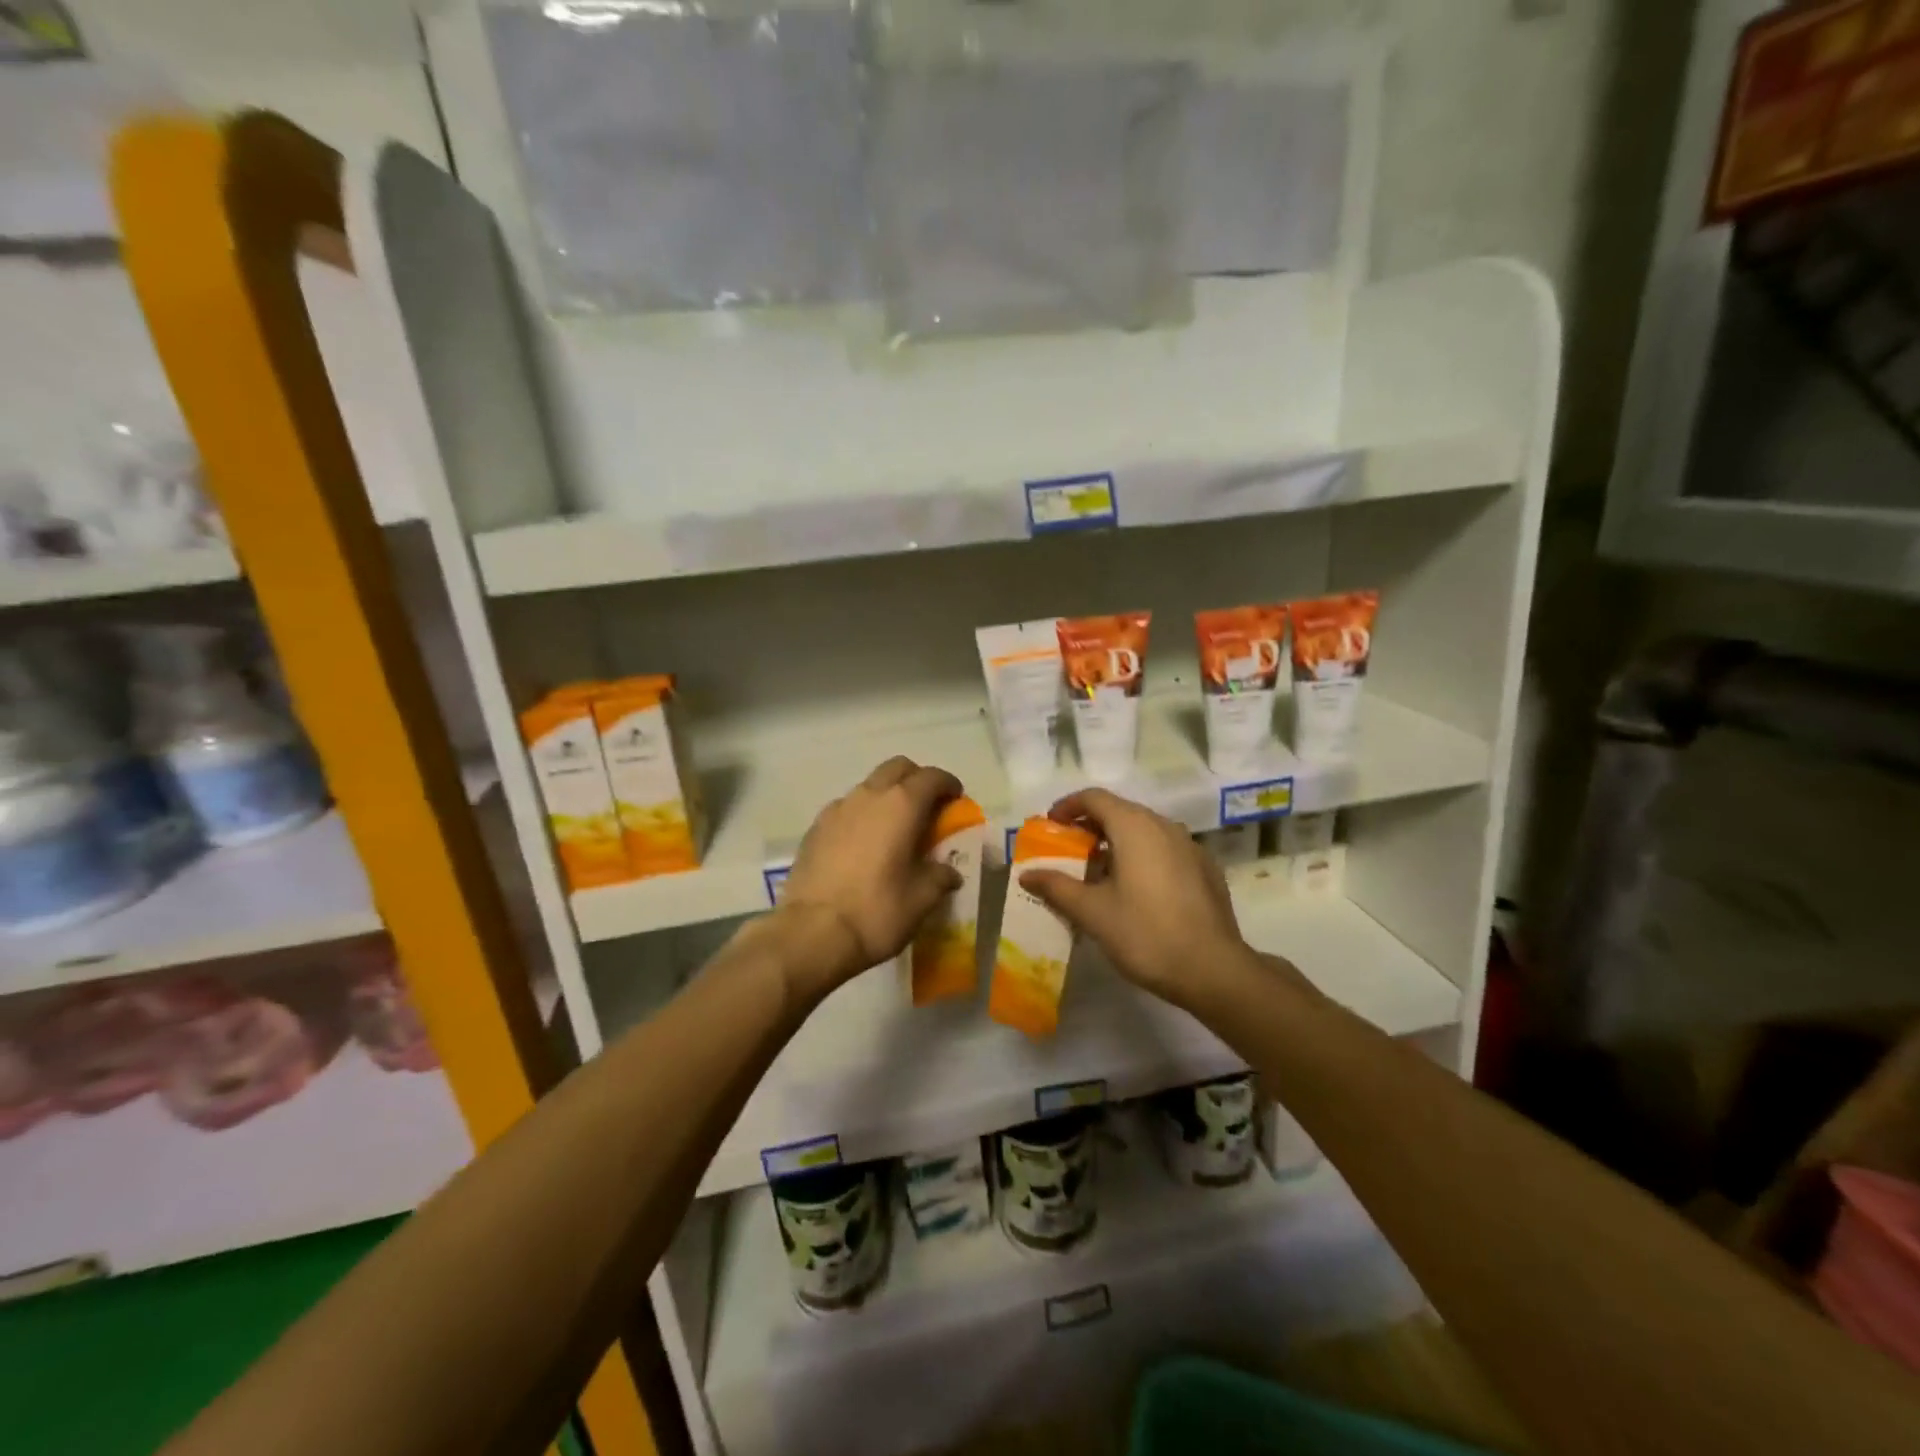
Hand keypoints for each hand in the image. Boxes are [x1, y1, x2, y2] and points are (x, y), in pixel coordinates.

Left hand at [777, 757, 963, 996]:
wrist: (811, 933)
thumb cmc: (877, 912)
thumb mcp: (922, 900)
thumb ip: (940, 877)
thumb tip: (948, 872)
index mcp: (902, 805)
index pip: (932, 777)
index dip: (948, 785)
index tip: (956, 800)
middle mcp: (869, 796)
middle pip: (897, 768)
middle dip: (916, 780)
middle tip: (927, 807)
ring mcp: (837, 809)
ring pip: (869, 786)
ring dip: (887, 796)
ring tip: (894, 828)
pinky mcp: (815, 828)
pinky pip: (846, 808)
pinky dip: (862, 815)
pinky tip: (864, 844)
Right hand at [1019, 789, 1254, 1010]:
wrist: (1213, 969)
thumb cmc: (1145, 933)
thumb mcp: (1092, 912)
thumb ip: (1057, 887)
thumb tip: (1027, 874)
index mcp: (1135, 827)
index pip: (1095, 798)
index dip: (1068, 806)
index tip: (1050, 825)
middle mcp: (1164, 825)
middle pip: (1120, 811)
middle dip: (1090, 826)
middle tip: (1068, 851)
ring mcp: (1189, 846)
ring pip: (1144, 831)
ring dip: (1116, 842)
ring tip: (1097, 873)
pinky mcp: (1205, 868)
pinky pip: (1164, 849)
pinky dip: (1142, 857)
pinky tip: (1135, 890)